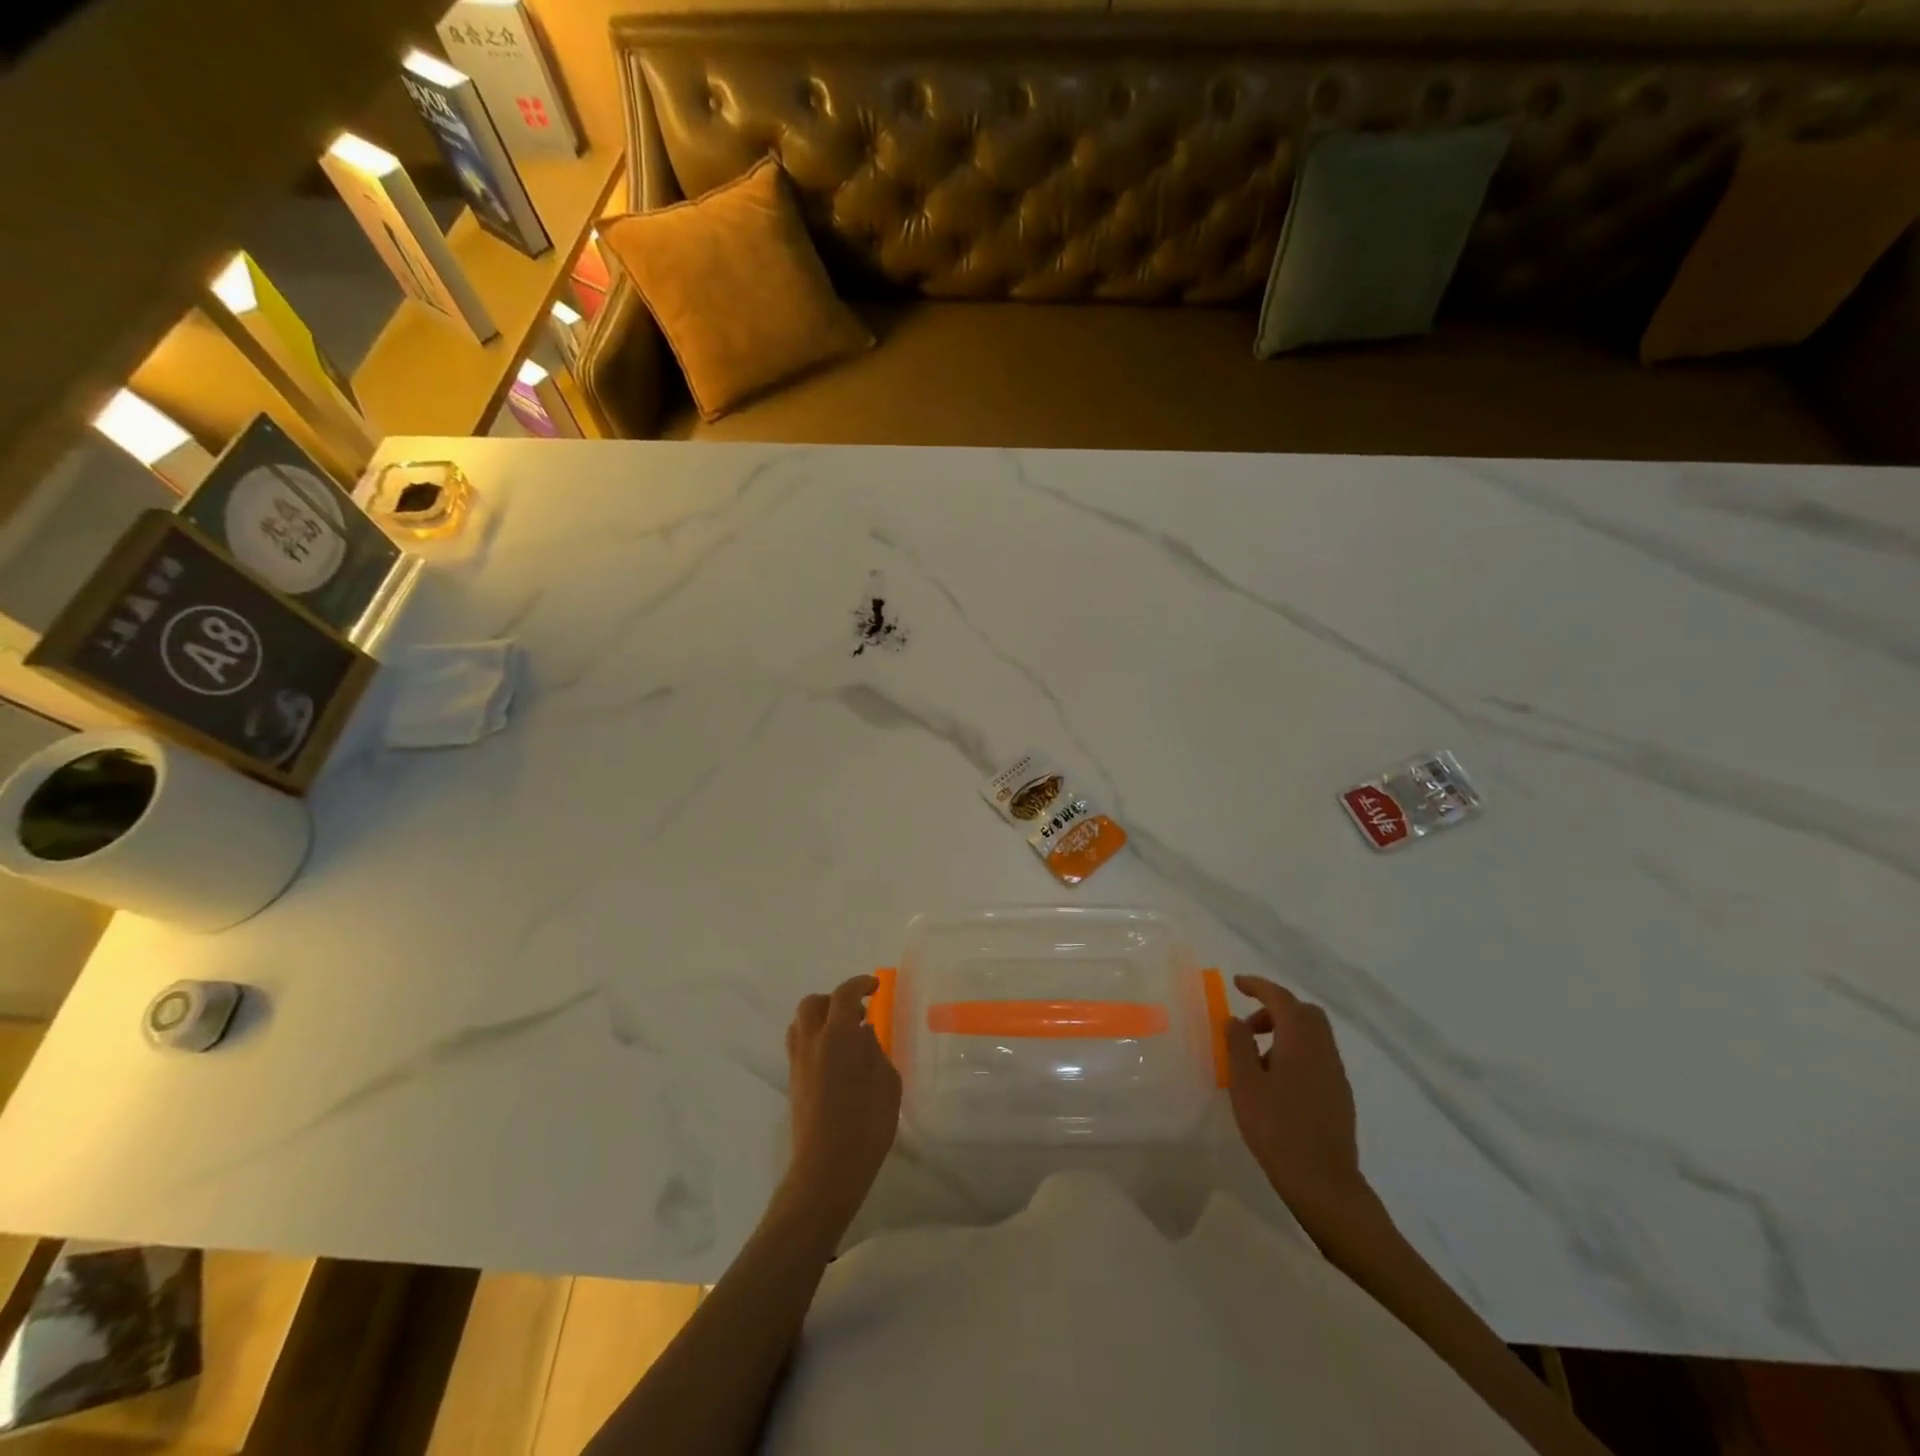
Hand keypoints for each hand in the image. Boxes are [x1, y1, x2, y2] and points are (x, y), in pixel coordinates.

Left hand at [781, 974, 900, 1228]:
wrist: (827, 1171)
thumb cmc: (866, 1125)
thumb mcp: (887, 1083)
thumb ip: (875, 1050)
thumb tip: (863, 1033)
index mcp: (837, 1037)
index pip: (843, 995)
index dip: (859, 984)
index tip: (875, 987)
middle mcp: (812, 1043)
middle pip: (812, 1004)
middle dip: (834, 1000)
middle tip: (858, 1012)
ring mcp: (798, 1063)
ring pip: (800, 1024)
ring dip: (820, 1018)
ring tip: (844, 1034)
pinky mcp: (793, 1083)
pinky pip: (799, 1045)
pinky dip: (815, 1039)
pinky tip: (835, 1059)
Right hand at [1225, 975, 1380, 1236]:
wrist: (1323, 1182)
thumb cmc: (1276, 1127)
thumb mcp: (1245, 1083)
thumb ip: (1238, 1045)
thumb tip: (1236, 1019)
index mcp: (1300, 1040)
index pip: (1281, 998)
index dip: (1259, 986)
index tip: (1237, 983)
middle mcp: (1323, 1049)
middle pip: (1304, 1013)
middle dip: (1275, 1009)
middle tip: (1247, 1026)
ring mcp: (1335, 1073)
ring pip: (1312, 1035)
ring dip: (1285, 1032)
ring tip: (1256, 1058)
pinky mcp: (1339, 1095)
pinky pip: (1317, 1056)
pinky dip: (1296, 1051)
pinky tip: (1276, 1081)